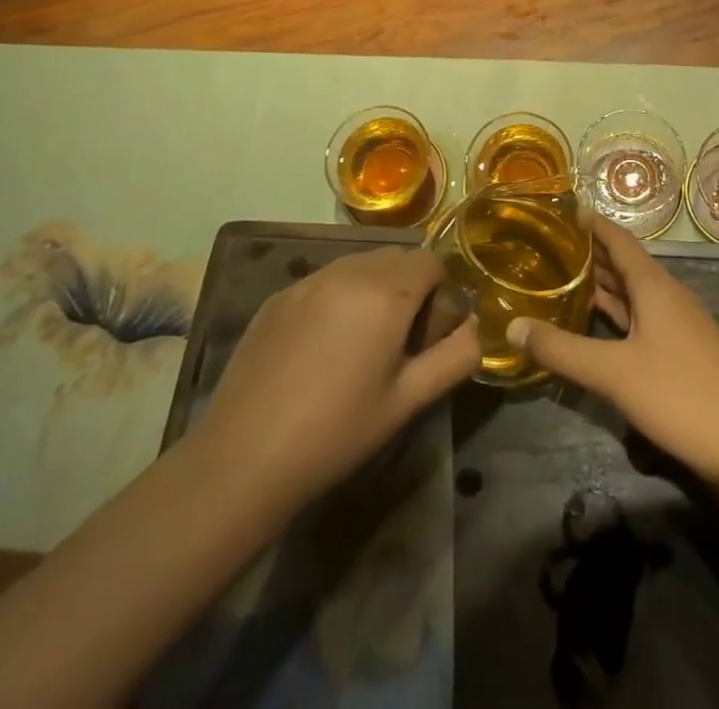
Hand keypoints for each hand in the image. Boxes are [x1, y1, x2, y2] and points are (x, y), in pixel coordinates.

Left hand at [194, 247, 479, 512]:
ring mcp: (307, 280)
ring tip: (360, 342)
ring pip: (359, 264)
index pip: (431, 261)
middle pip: (396, 257)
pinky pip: (324, 280)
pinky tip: (321, 348)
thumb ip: (456, 357)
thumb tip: (476, 328)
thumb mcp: (408, 401)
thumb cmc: (337, 433)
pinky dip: (337, 297)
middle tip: (399, 339)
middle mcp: (348, 271)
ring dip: (373, 287)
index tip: (429, 333)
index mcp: (385, 293)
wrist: (242, 460)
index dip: (440, 292)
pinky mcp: (278, 297)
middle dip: (408, 286)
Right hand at [508, 219, 718, 480]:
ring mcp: (677, 323)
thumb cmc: (679, 396)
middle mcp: (667, 295)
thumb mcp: (613, 373)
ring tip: (560, 278)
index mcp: (654, 286)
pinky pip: (640, 316)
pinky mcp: (681, 350)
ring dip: (601, 283)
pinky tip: (593, 323)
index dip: (591, 224)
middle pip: (624, 263)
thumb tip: (512, 326)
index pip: (618, 239)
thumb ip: (561, 349)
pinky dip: (615, 312)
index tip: (559, 211)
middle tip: (546, 246)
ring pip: (633, 292)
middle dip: (589, 253)